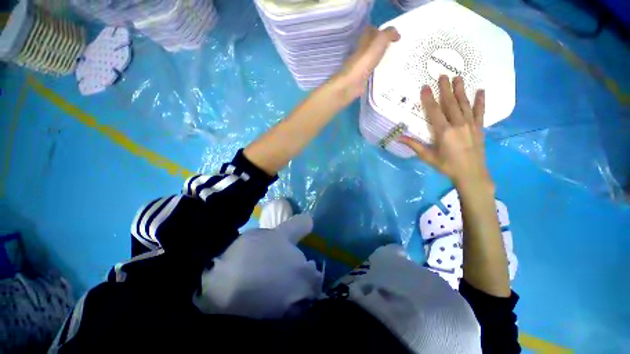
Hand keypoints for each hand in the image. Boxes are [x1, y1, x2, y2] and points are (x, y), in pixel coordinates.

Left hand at [332, 26, 399, 101]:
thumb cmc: (364, 61)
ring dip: (380, 59)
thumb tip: (397, 34)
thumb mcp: (379, 41)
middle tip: (395, 47)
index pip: (370, 30)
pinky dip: (377, 72)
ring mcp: (360, 66)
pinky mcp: (361, 79)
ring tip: (394, 60)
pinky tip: (386, 73)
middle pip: (371, 46)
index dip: (380, 30)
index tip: (391, 34)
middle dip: (381, 45)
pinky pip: (371, 73)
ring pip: (371, 59)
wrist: (351, 84)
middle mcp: (360, 52)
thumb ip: (388, 34)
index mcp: (363, 40)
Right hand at [400, 75, 491, 189]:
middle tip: (442, 75)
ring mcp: (470, 124)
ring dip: (461, 90)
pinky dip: (481, 101)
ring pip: (464, 104)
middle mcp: (458, 124)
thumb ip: (414, 145)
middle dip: (445, 88)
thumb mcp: (428, 157)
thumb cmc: (446, 166)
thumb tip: (399, 138)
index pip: (434, 111)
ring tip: (458, 77)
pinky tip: (481, 90)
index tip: (425, 87)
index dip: (429, 98)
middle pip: (450, 103)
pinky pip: (480, 112)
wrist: (471, 174)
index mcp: (444, 131)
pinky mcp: (479, 127)